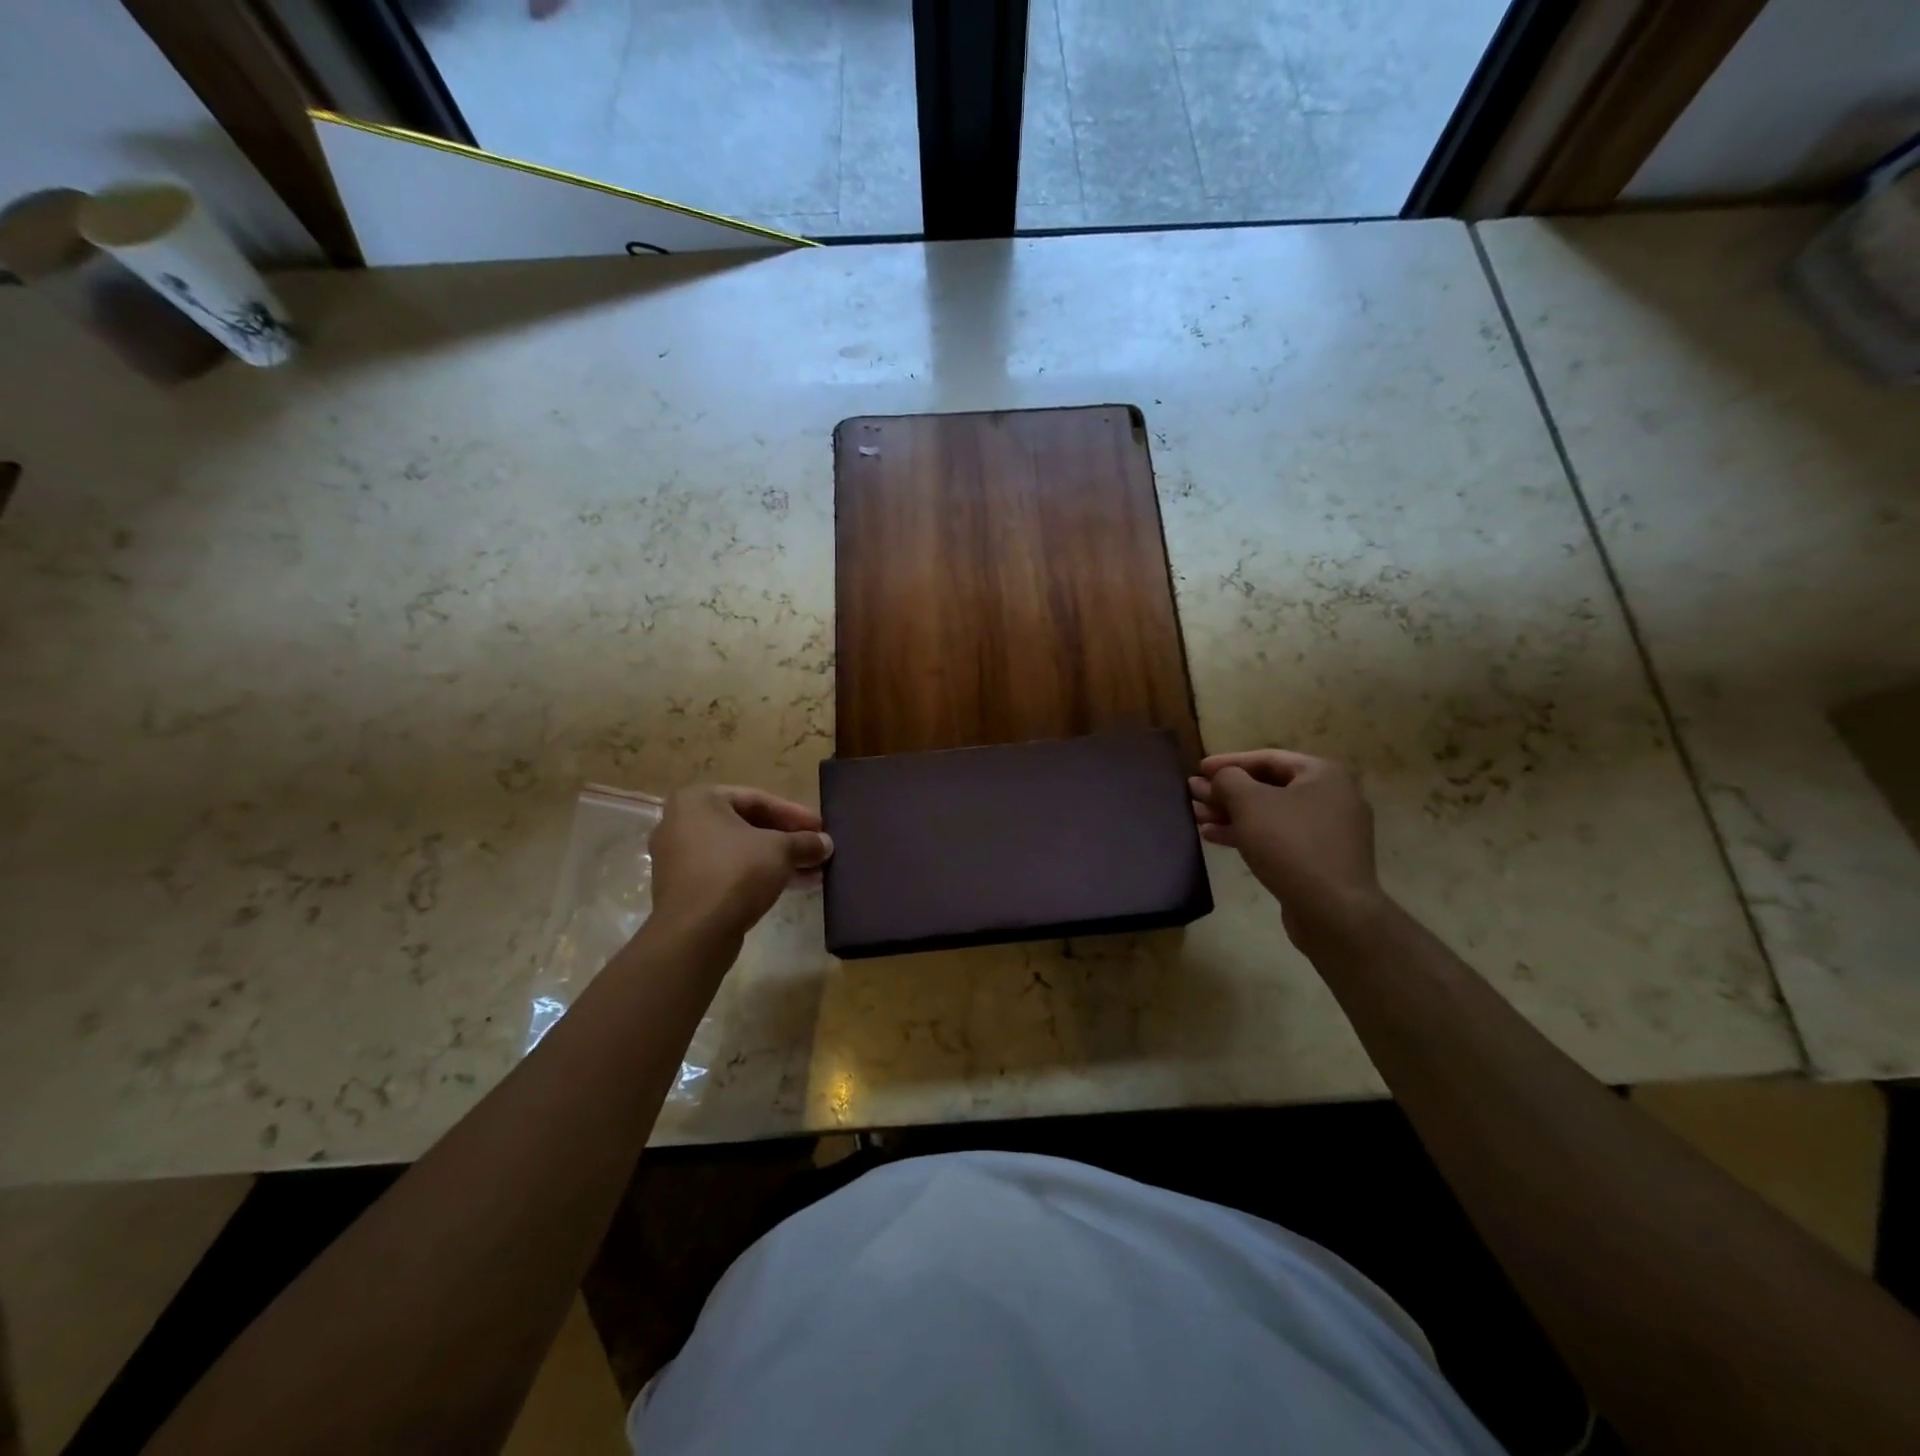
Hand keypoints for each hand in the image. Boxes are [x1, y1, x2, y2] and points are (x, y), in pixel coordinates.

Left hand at [648, 785, 832, 940]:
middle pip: (747, 825)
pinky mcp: (684, 888)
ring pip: (738, 852)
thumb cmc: (735, 874)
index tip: (820, 827)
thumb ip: (805, 842)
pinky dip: (757, 875)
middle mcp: (681, 823)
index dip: (794, 814)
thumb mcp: (780, 851)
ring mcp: (678, 858)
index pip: (757, 799)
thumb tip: (826, 843)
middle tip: (816, 849)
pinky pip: (727, 872)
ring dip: (777, 860)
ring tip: (813, 872)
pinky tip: (791, 886)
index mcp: (698, 800)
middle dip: (787, 840)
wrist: (694, 934)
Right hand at [1190, 750, 1386, 950]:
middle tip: (1193, 794)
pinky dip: (1248, 834)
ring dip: (1231, 814)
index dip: (1228, 762)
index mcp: (1322, 775)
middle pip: (1268, 787)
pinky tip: (1216, 838)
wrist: (1333, 910)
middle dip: (1227, 791)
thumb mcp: (1250, 803)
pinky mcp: (1320, 859)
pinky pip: (1279, 838)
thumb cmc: (1290, 844)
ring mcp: (1328, 831)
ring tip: (1197, 817)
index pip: (1267, 758)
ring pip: (1270, 814)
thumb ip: (1228, 780)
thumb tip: (1220, 777)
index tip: (1199, 769)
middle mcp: (1331, 797)